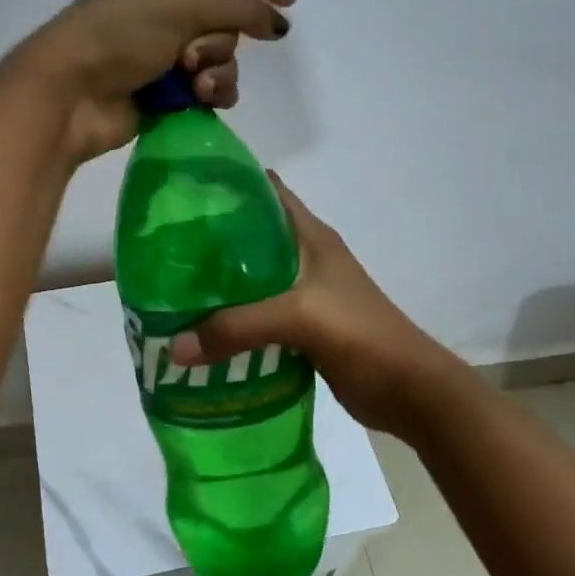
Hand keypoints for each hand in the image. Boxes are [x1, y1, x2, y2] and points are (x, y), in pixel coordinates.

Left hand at [26, 0, 297, 161]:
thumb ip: (238, 7)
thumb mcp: (181, 6)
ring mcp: (162, 53)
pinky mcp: (163, 90)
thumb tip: (278, 21)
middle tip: (195, 55)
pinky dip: (210, 93)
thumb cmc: (119, 34)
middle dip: (222, 40)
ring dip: (218, 71)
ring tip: (196, 85)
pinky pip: (207, 87)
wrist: (69, 93)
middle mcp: (164, 9)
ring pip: (220, 57)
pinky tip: (200, 101)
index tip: (289, 1)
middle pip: (225, 18)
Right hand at [169, 174, 453, 442]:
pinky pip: (257, 316)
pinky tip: (201, 331)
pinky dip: (232, 321)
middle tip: (163, 249)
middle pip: (251, 237)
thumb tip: (173, 348)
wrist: (411, 391)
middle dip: (210, 240)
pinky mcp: (303, 329)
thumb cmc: (362, 335)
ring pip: (251, 280)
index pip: (266, 191)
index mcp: (310, 236)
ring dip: (218, 285)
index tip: (184, 190)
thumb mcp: (299, 318)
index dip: (229, 183)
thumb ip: (236, 328)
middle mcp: (305, 258)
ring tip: (171, 290)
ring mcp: (305, 295)